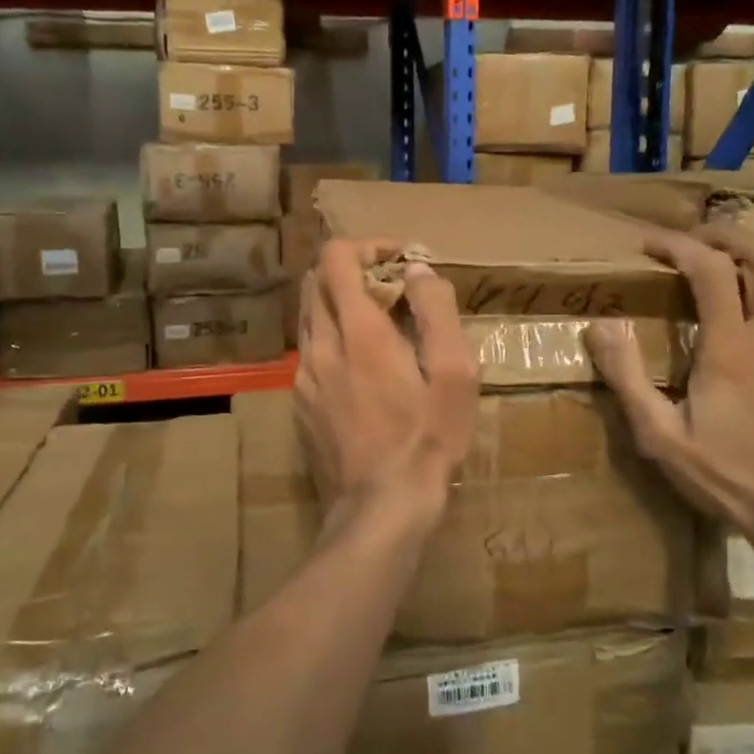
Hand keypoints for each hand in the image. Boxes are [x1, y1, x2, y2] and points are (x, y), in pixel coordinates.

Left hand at [294, 239, 479, 513]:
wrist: (380, 508)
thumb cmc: (427, 439)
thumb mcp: (454, 373)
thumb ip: (436, 311)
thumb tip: (417, 270)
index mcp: (358, 331)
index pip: (336, 258)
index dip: (367, 245)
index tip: (400, 260)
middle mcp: (320, 345)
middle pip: (315, 282)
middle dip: (352, 272)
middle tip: (392, 292)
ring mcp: (303, 378)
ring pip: (309, 318)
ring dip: (340, 307)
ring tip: (381, 329)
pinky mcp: (299, 405)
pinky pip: (310, 354)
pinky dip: (333, 341)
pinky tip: (363, 372)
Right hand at [585, 225, 753, 536]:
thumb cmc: (726, 473)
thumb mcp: (659, 434)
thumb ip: (627, 377)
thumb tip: (599, 326)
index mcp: (730, 346)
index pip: (710, 269)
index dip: (679, 246)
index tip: (649, 246)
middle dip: (723, 237)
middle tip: (689, 243)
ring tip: (722, 261)